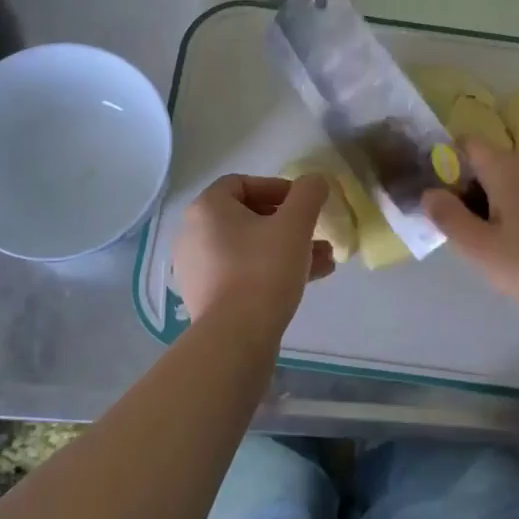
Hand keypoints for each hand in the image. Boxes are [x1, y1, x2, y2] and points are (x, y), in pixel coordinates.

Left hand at [173, 174, 333, 336]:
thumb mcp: (295, 225)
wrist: (235, 338)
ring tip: (324, 259)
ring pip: (249, 247)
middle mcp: (194, 234)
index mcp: (207, 209)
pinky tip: (307, 280)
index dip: (277, 188)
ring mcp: (197, 268)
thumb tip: (315, 180)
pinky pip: (242, 272)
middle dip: (288, 223)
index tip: (304, 204)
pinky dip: (271, 270)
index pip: (242, 183)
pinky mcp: (207, 297)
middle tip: (316, 232)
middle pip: (247, 217)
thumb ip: (308, 194)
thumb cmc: (263, 270)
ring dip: (287, 248)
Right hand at [422, 140, 518, 335]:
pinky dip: (510, 214)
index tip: (436, 201)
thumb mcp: (481, 249)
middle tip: (459, 236)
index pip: (464, 144)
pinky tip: (515, 250)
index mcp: (507, 166)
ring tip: (486, 248)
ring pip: (503, 183)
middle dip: (463, 193)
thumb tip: (428, 192)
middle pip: (483, 165)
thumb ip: (447, 216)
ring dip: (486, 208)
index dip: (443, 165)